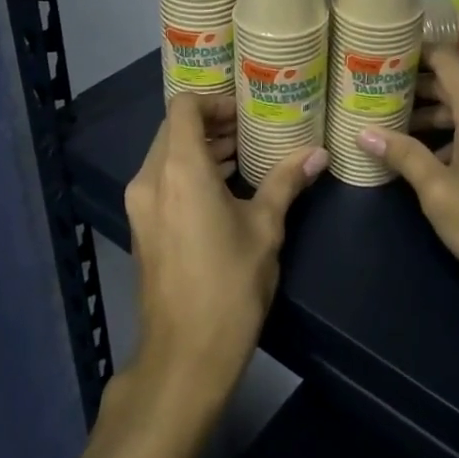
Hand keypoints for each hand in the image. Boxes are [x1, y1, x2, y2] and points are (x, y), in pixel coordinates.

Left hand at [125, 94, 327, 405]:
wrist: (185, 356)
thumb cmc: (230, 285)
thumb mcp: (265, 228)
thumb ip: (287, 181)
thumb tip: (318, 152)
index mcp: (179, 169)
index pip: (184, 107)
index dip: (214, 101)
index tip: (246, 112)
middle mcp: (150, 179)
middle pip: (173, 129)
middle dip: (212, 124)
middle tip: (252, 130)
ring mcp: (140, 206)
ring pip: (166, 155)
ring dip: (201, 149)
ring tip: (244, 155)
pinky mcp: (141, 228)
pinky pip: (163, 181)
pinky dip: (189, 172)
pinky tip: (224, 188)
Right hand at [359, 47, 458, 308]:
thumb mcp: (438, 190)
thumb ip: (403, 156)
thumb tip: (364, 132)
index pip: (446, 59)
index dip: (415, 52)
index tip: (382, 56)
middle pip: (452, 84)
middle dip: (414, 87)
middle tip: (374, 94)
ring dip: (429, 116)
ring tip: (390, 127)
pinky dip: (448, 135)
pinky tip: (424, 159)